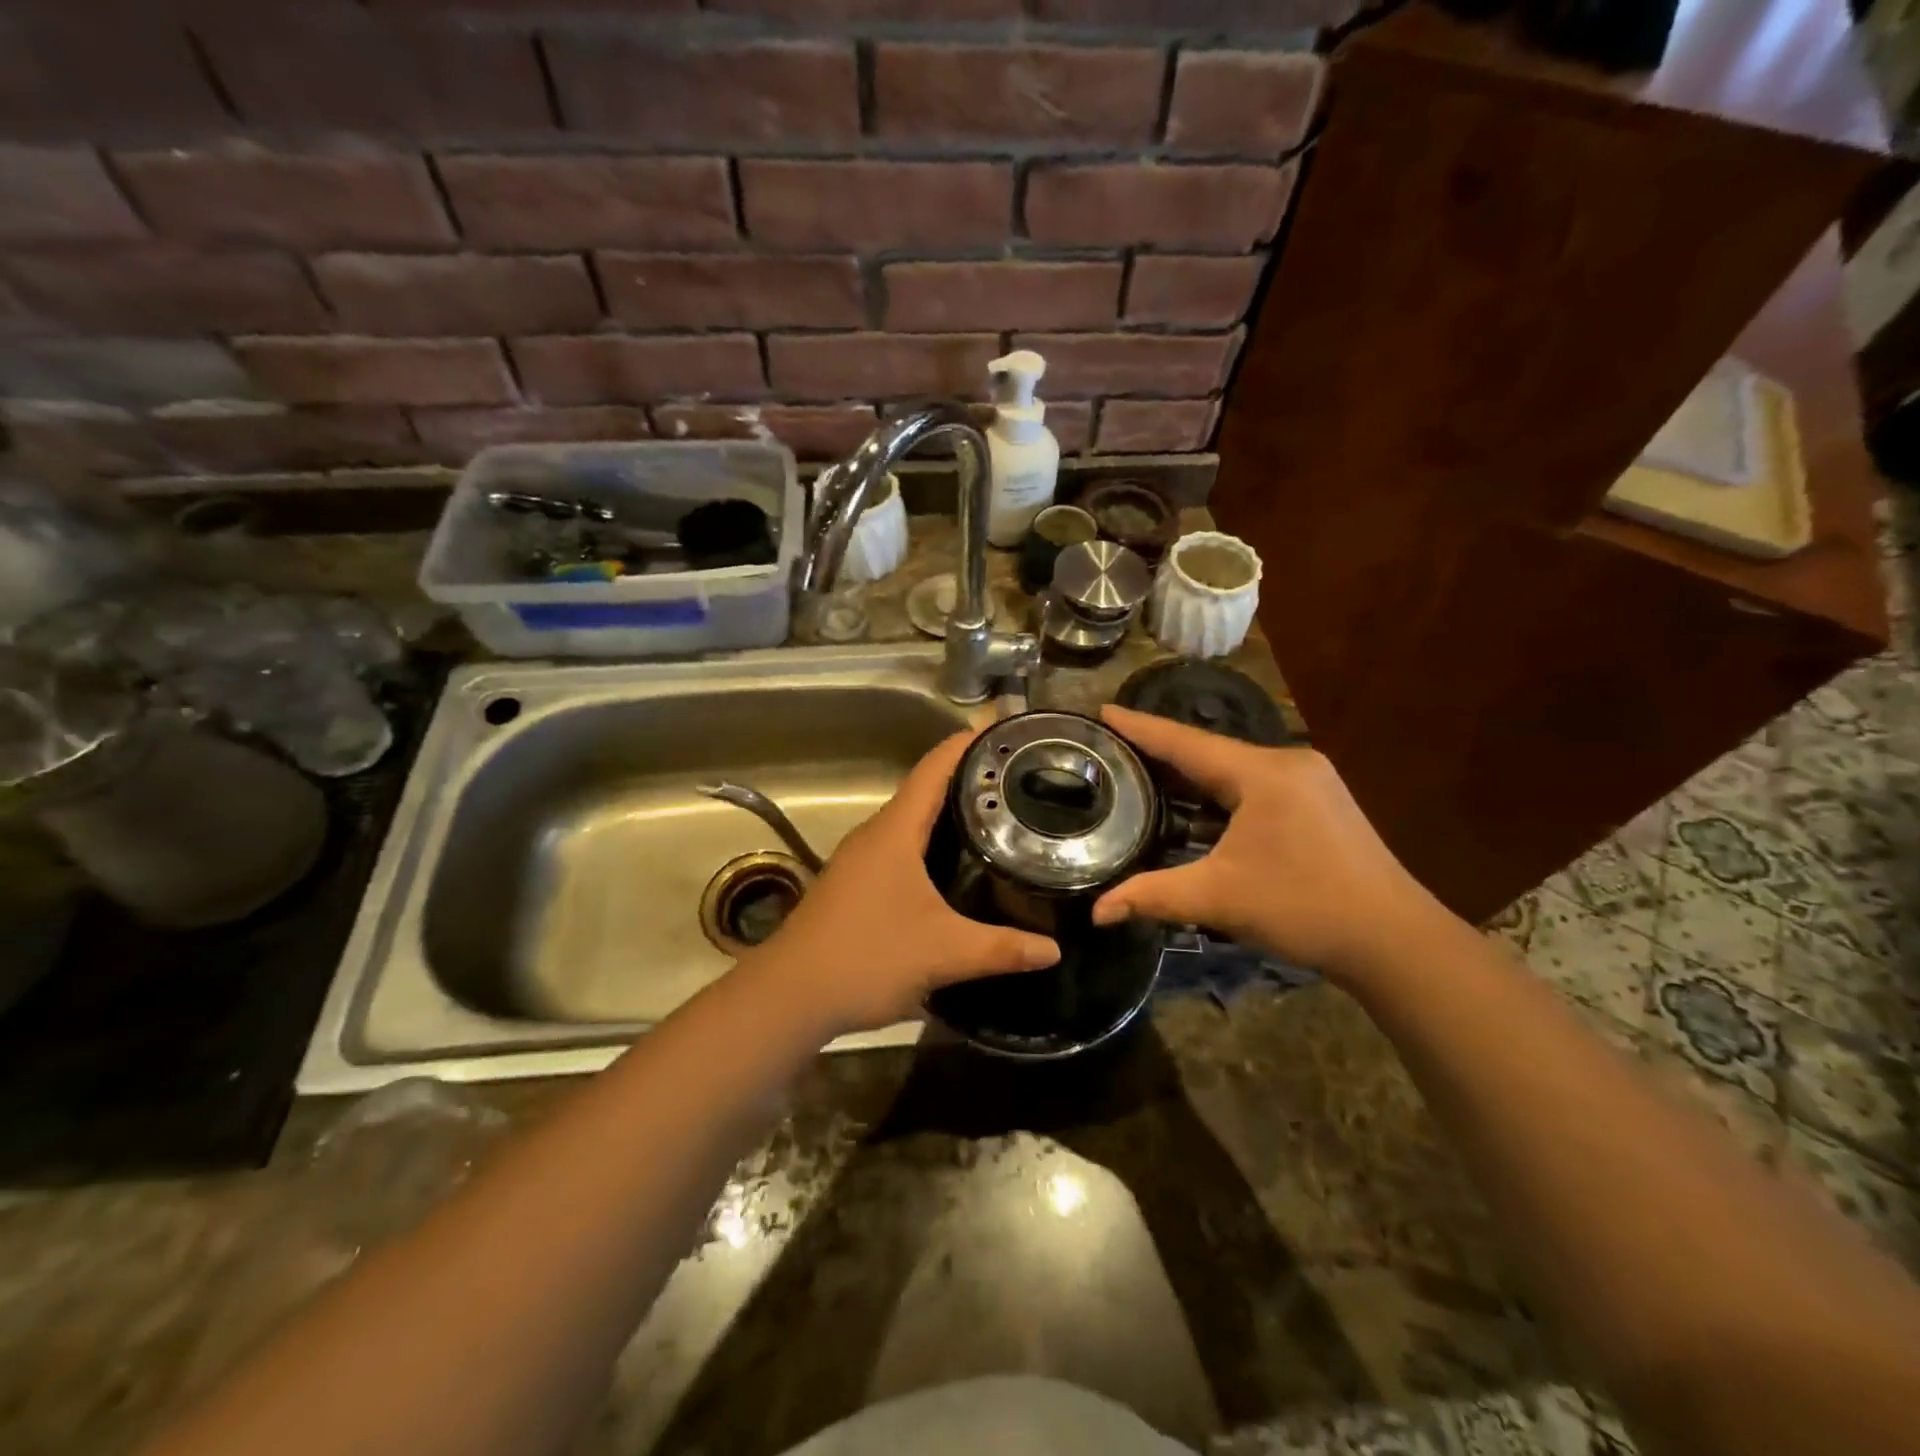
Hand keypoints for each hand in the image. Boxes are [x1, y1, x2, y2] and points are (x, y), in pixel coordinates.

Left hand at [741, 731, 1059, 1036]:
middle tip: (1016, 779)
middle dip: (967, 779)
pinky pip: (899, 848)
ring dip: (947, 813)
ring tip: (996, 817)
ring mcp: (860, 860)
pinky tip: (955, 867)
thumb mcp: (944, 953)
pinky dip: (930, 843)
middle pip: (924, 790)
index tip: (1003, 730)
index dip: (966, 744)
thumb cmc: (867, 957)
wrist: (789, 996)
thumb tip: (1054, 948)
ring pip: (910, 822)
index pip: (933, 769)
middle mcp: (875, 835)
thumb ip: (1002, 949)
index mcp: (895, 831)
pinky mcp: (854, 885)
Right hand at [1092, 705, 1443, 984]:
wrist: (1394, 940)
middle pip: (1208, 751)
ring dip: (1191, 774)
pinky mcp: (1318, 802)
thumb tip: (1097, 912)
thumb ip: (1153, 896)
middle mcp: (1287, 763)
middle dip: (1160, 751)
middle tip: (1112, 748)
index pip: (1185, 742)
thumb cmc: (1304, 908)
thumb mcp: (1219, 899)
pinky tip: (1195, 805)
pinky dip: (1218, 792)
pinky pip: (1253, 785)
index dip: (1139, 727)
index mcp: (1262, 773)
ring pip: (1232, 768)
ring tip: (1143, 773)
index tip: (1103, 710)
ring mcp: (1309, 780)